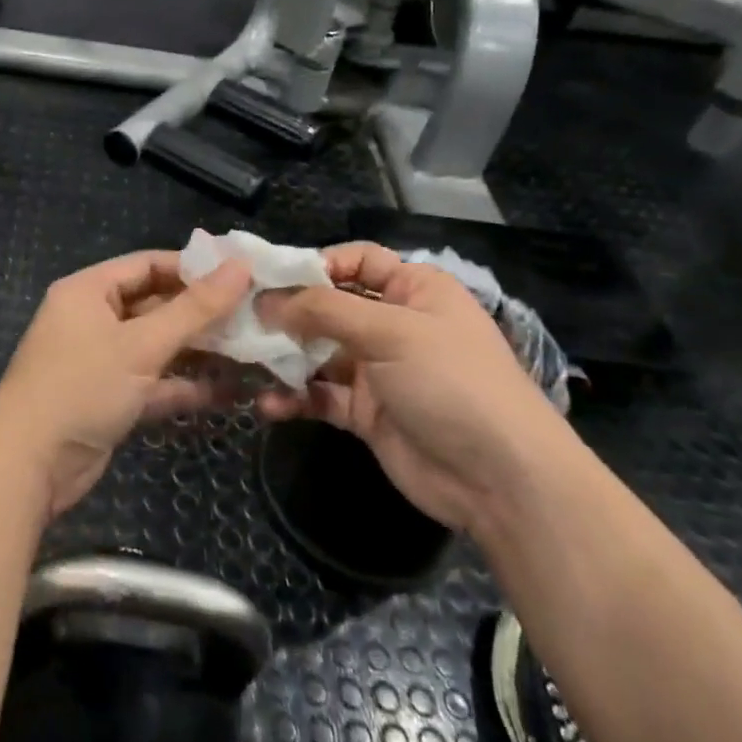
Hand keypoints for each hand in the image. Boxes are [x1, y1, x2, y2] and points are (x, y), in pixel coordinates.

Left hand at [0, 251, 252, 519]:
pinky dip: (184, 386)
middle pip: (155, 305)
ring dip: (199, 351)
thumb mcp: (142, 344)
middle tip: (255, 316)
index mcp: (88, 291)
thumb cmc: (82, 386)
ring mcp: (101, 361)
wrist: (29, 464)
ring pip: (158, 347)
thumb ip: (194, 309)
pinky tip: (229, 392)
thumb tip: (240, 266)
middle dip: (202, 314)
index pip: (147, 264)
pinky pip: (153, 382)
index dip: (193, 268)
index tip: (241, 275)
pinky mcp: (110, 398)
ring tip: (252, 352)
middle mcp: (93, 319)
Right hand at [258, 241, 571, 532]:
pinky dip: (294, 399)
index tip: (268, 276)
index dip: (315, 264)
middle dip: (287, 312)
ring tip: (245, 360)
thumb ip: (324, 310)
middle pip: (329, 307)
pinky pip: (320, 396)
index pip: (357, 260)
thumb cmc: (451, 383)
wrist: (501, 480)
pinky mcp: (366, 413)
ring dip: (284, 357)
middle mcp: (393, 325)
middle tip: (240, 318)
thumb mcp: (390, 332)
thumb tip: (267, 300)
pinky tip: (267, 405)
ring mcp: (378, 371)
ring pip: (318, 353)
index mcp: (413, 291)